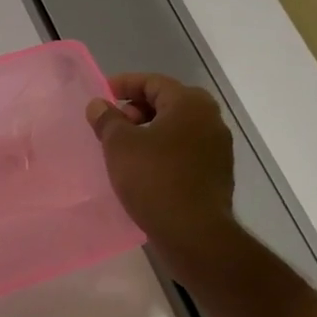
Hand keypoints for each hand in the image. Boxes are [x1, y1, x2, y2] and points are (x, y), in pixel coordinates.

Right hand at [86, 72, 241, 278]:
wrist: (194, 233)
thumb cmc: (154, 179)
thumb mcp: (119, 145)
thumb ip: (107, 119)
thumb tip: (99, 104)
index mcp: (190, 104)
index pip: (153, 82)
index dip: (124, 85)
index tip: (101, 96)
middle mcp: (210, 119)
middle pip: (168, 102)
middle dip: (137, 109)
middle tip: (112, 124)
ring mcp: (218, 148)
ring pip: (177, 127)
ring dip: (149, 131)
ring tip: (123, 148)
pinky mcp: (216, 173)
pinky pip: (185, 150)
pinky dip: (163, 150)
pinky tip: (143, 168)